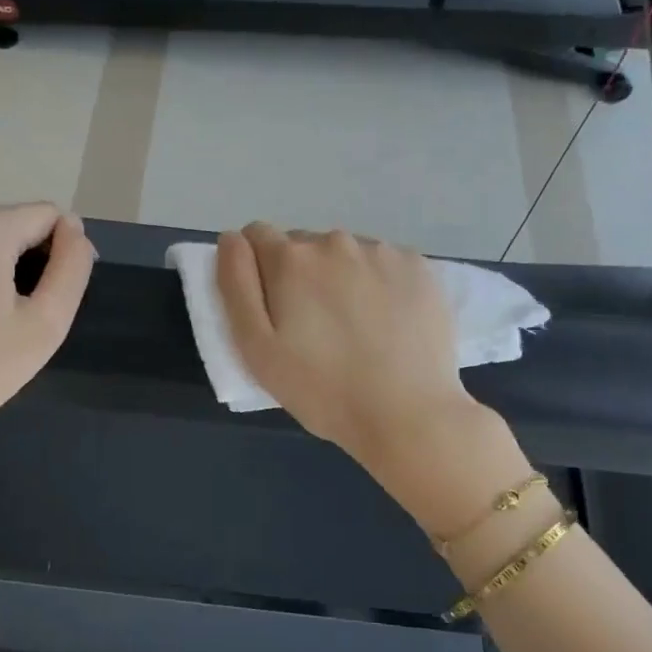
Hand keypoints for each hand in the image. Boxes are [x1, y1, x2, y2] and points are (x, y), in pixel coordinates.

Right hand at [216, 224, 474, 466]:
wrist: (409, 415)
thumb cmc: (322, 390)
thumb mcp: (257, 349)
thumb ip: (236, 285)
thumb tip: (231, 239)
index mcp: (291, 258)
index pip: (256, 236)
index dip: (256, 270)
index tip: (271, 309)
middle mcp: (336, 241)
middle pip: (303, 246)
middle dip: (299, 276)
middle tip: (313, 329)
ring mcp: (383, 251)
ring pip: (345, 254)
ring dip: (340, 278)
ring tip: (354, 329)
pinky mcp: (420, 267)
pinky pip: (384, 264)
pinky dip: (379, 284)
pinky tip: (387, 324)